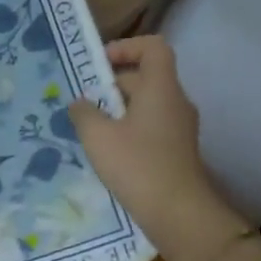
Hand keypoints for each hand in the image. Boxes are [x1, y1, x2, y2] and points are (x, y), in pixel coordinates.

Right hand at [68, 37, 232, 253]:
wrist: (177, 212)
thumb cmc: (137, 165)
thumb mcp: (98, 137)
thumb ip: (84, 113)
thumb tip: (80, 102)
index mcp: (161, 88)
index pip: (153, 47)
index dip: (126, 47)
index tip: (99, 65)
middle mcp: (175, 102)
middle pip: (146, 77)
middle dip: (112, 85)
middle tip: (83, 103)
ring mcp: (179, 128)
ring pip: (146, 105)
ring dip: (118, 111)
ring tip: (90, 129)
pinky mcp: (176, 151)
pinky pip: (150, 127)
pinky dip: (128, 130)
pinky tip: (108, 152)